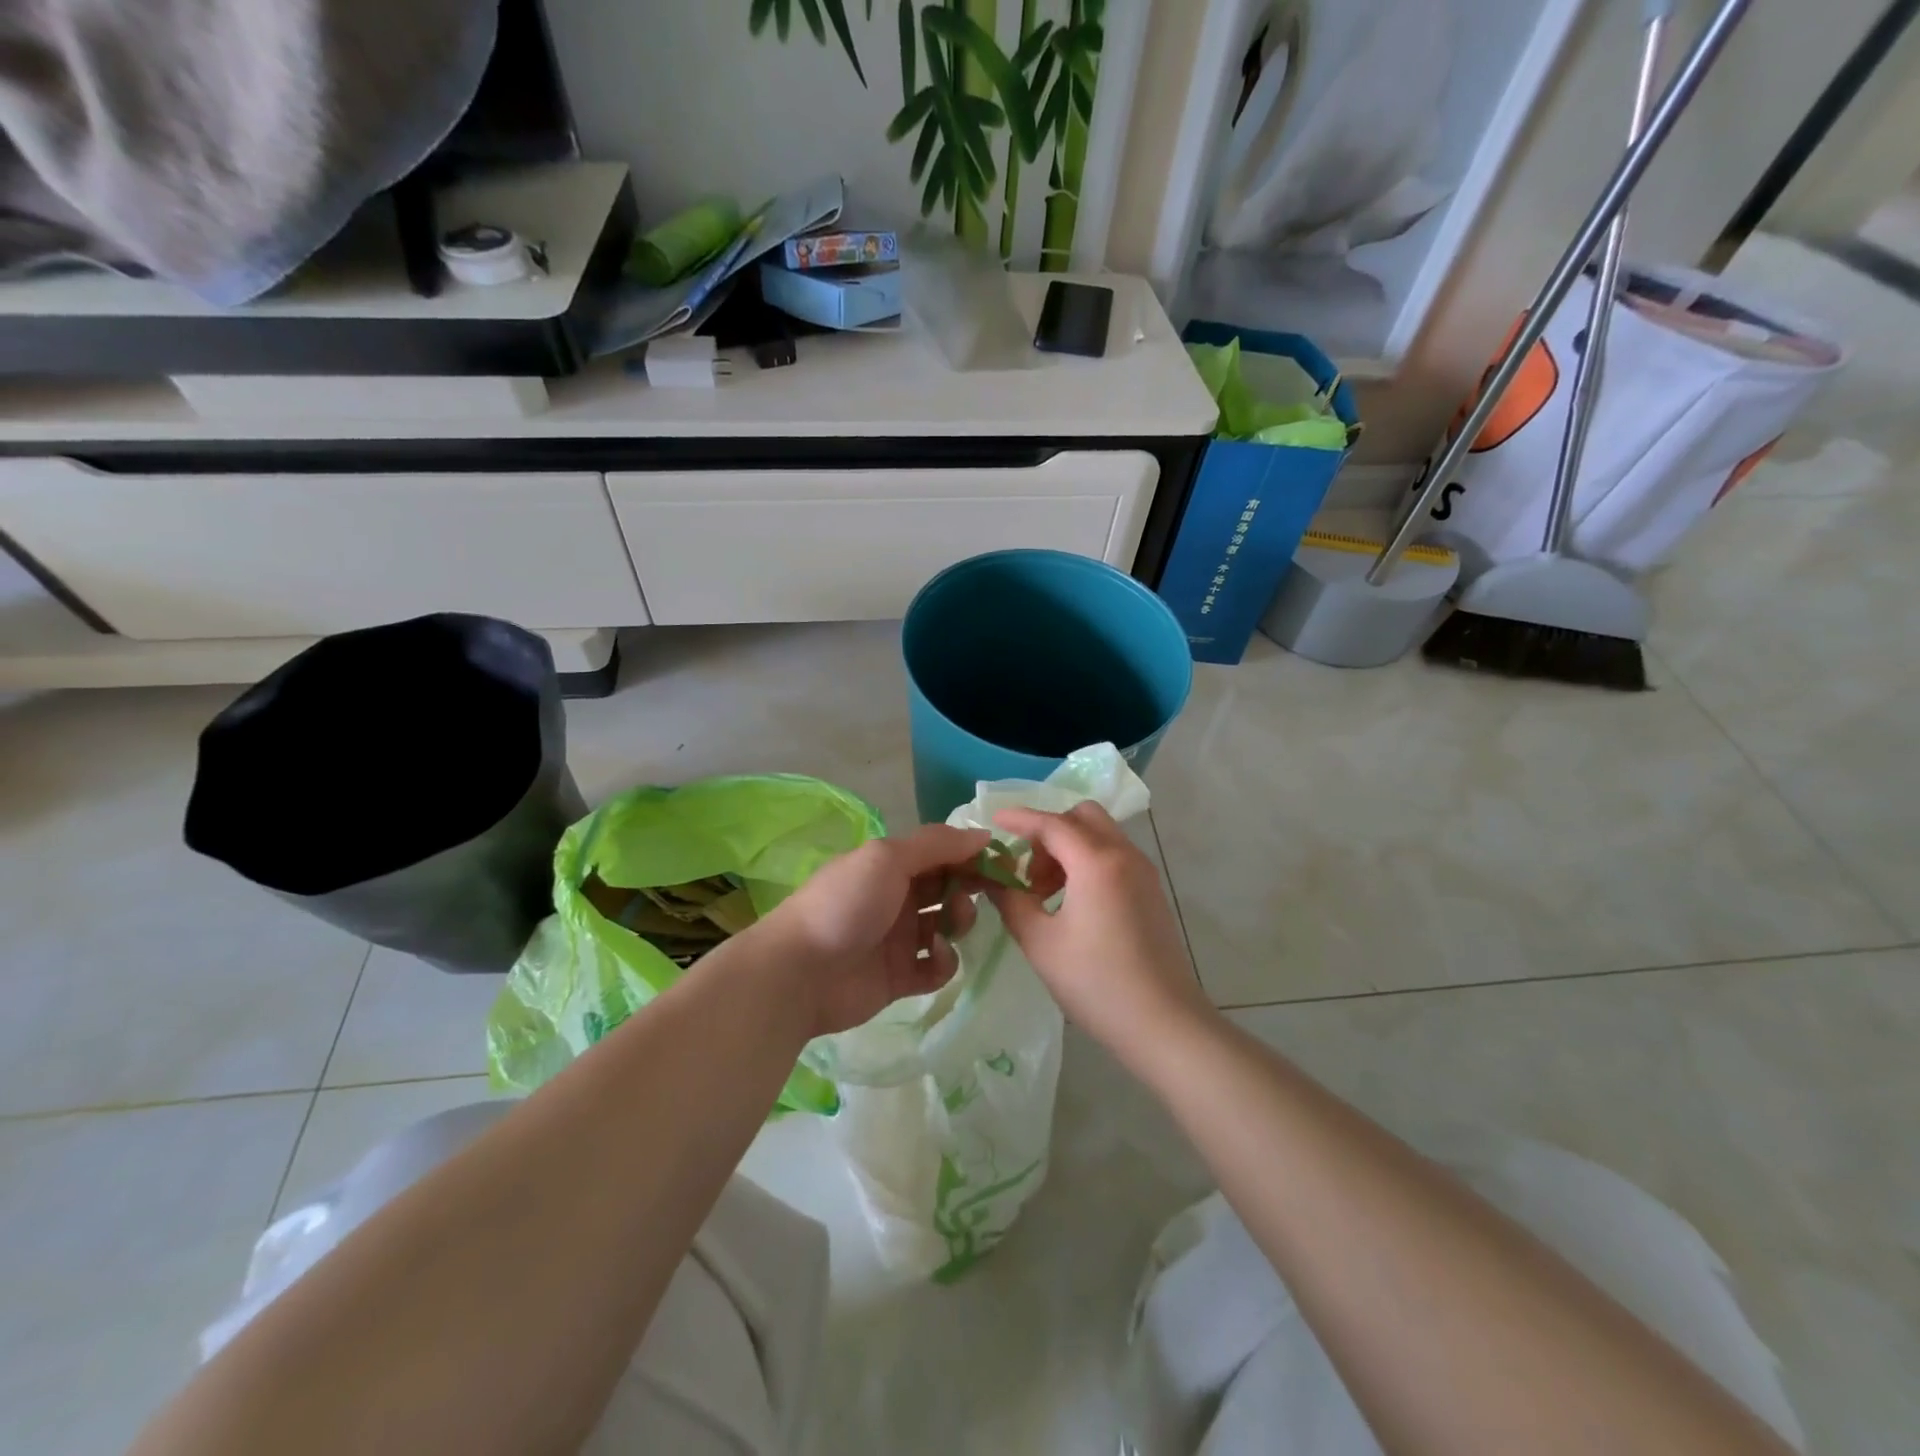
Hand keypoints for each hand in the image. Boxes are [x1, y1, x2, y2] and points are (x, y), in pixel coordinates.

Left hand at [751, 823, 990, 1038]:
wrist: (800, 972)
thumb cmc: (845, 904)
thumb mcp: (888, 858)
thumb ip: (937, 844)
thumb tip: (983, 835)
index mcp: (891, 865)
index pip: (941, 853)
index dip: (970, 855)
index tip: (1001, 861)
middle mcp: (897, 898)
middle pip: (948, 888)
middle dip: (969, 888)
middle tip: (977, 893)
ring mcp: (900, 939)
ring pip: (948, 925)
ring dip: (959, 921)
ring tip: (949, 926)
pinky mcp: (902, 977)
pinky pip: (938, 967)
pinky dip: (944, 961)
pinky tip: (934, 957)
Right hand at [986, 804, 1215, 1065]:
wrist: (1163, 1024)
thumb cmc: (1096, 982)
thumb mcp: (1040, 942)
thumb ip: (1012, 901)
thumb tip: (995, 879)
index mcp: (1097, 862)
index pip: (1052, 823)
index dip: (1019, 819)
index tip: (992, 821)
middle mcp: (1124, 856)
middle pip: (1082, 817)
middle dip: (1049, 831)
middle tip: (1027, 870)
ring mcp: (1143, 873)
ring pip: (1100, 835)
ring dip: (1068, 848)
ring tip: (1044, 893)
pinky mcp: (1151, 892)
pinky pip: (1114, 857)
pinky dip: (1088, 863)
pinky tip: (1072, 904)